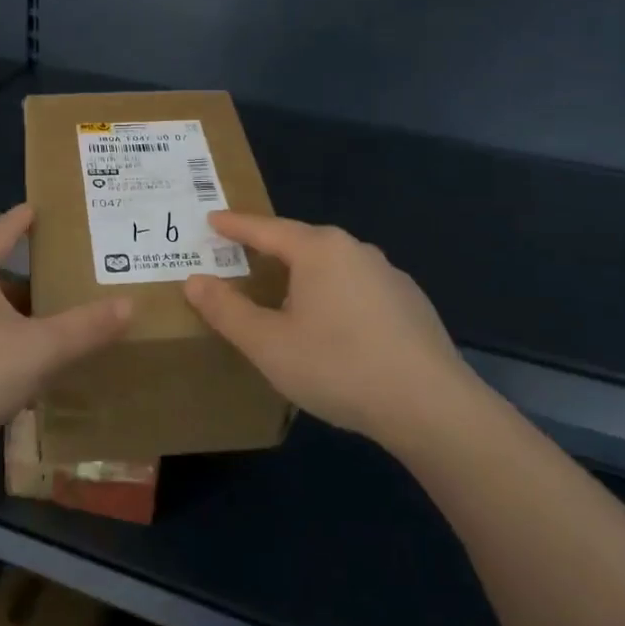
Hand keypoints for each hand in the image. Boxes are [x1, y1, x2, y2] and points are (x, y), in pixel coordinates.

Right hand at [183, 212, 479, 448]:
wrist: (430, 406)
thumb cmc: (337, 366)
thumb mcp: (268, 343)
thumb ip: (227, 310)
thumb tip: (194, 281)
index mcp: (319, 250)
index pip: (266, 229)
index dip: (235, 226)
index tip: (213, 219)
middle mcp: (355, 250)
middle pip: (301, 242)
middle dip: (270, 248)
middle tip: (242, 256)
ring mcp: (389, 275)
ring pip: (332, 266)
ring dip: (304, 274)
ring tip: (284, 295)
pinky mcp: (410, 303)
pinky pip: (357, 287)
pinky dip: (334, 295)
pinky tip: (333, 327)